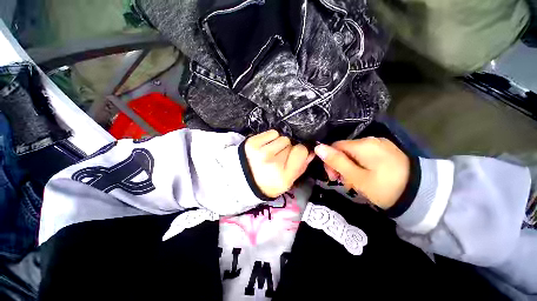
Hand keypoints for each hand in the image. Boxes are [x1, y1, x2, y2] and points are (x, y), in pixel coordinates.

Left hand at [245, 130, 314, 197]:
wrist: (243, 179)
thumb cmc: (268, 182)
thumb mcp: (287, 182)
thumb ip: (301, 167)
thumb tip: (311, 151)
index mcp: (283, 176)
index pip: (301, 151)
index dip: (300, 151)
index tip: (295, 155)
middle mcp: (272, 163)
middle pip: (291, 143)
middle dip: (289, 149)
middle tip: (280, 157)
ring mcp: (260, 152)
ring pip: (282, 137)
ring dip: (280, 143)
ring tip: (272, 152)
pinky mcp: (252, 143)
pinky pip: (272, 133)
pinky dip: (272, 138)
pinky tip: (267, 146)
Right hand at [314, 137, 409, 208]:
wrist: (423, 195)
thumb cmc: (384, 187)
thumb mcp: (356, 177)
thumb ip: (336, 161)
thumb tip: (318, 147)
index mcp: (362, 145)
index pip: (335, 146)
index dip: (329, 160)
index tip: (333, 177)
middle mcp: (371, 140)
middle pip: (344, 149)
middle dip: (340, 164)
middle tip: (343, 182)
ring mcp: (380, 145)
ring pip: (354, 153)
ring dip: (350, 166)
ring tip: (355, 182)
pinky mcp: (386, 151)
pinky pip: (366, 155)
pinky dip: (360, 165)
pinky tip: (366, 176)